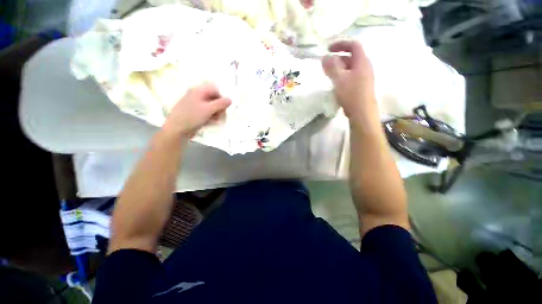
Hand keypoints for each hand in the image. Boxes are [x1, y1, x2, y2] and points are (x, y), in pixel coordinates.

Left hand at [162, 83, 230, 138]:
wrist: (176, 129)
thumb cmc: (192, 117)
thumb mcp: (208, 109)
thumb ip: (221, 104)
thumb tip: (230, 99)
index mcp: (198, 90)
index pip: (215, 89)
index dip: (221, 97)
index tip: (225, 107)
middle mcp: (197, 95)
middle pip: (214, 98)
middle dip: (219, 107)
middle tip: (221, 115)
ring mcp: (195, 104)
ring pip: (211, 106)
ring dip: (216, 113)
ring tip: (215, 120)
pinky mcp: (195, 113)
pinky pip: (206, 112)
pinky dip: (210, 117)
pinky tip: (210, 122)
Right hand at [322, 41, 377, 122]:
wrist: (362, 112)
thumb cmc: (351, 94)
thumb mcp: (339, 79)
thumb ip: (331, 67)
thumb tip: (324, 57)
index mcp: (362, 61)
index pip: (353, 45)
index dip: (341, 44)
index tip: (328, 49)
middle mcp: (365, 67)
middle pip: (351, 56)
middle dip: (337, 58)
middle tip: (326, 65)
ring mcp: (364, 77)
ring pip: (350, 67)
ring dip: (339, 68)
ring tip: (328, 75)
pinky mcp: (361, 86)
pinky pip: (350, 76)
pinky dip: (342, 76)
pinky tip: (335, 84)